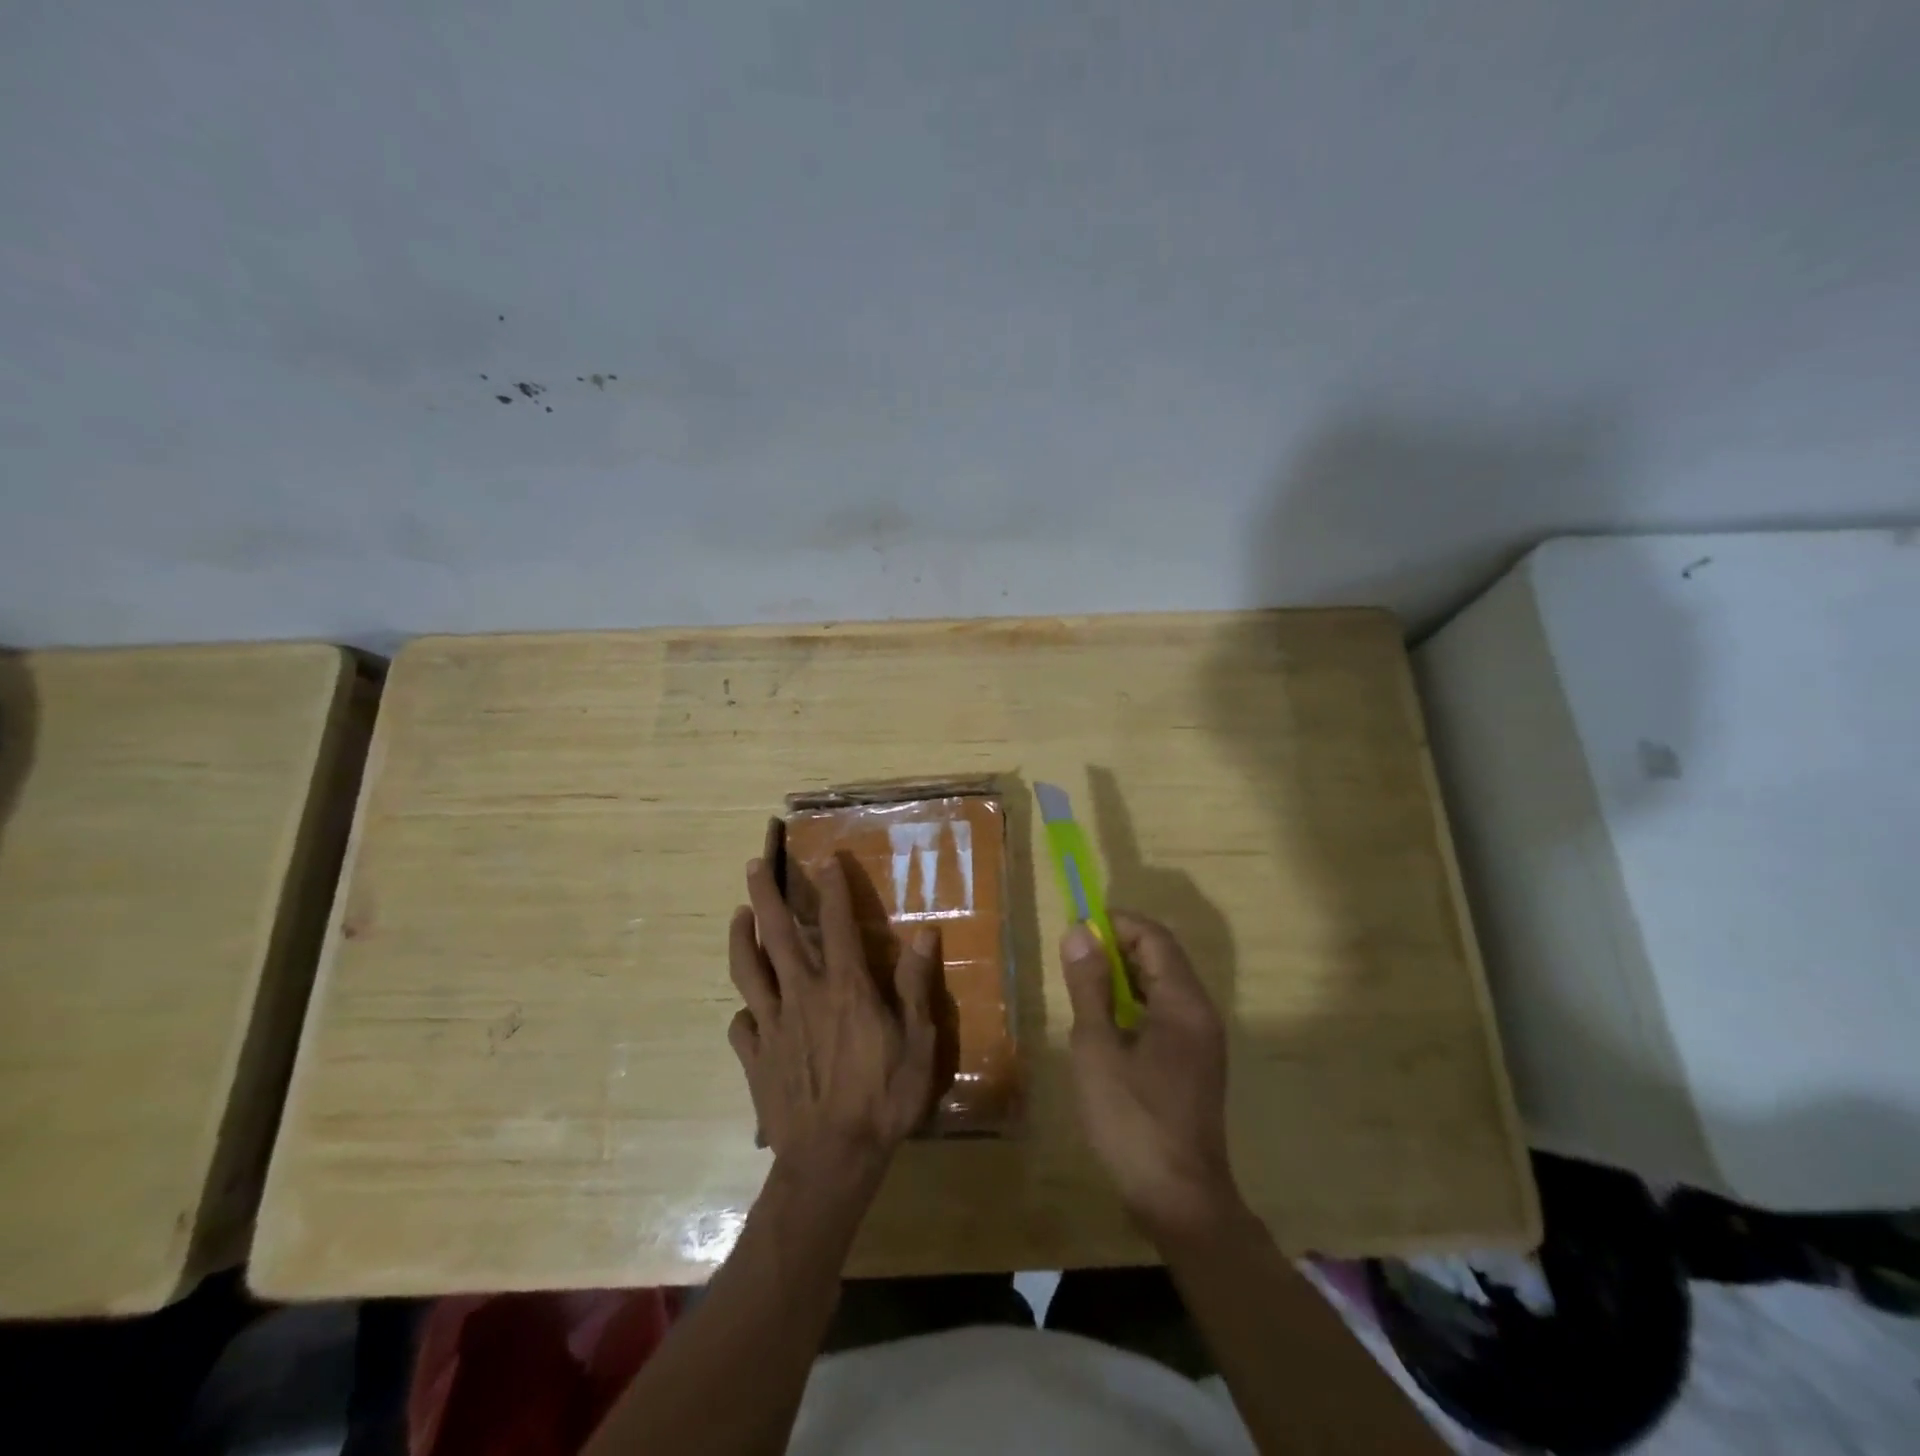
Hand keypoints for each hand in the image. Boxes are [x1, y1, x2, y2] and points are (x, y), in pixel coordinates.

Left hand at [729, 847, 939, 1185]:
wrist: (831, 1161)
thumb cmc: (883, 1099)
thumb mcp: (917, 1043)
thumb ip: (916, 987)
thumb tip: (925, 934)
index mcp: (844, 988)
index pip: (838, 924)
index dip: (832, 889)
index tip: (825, 860)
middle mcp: (802, 994)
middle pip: (777, 934)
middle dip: (764, 895)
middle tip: (752, 865)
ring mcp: (773, 1025)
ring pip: (748, 970)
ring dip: (741, 937)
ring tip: (738, 914)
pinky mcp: (755, 1057)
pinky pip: (741, 1024)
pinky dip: (743, 1008)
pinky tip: (745, 1008)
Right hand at [1061, 912, 1240, 1237]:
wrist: (1180, 1201)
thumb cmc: (1133, 1120)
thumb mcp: (1098, 1048)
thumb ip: (1089, 987)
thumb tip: (1079, 932)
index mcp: (1183, 1003)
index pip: (1154, 937)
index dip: (1116, 923)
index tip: (1076, 929)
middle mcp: (1200, 1012)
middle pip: (1162, 957)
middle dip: (1118, 947)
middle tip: (1074, 959)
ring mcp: (1201, 1040)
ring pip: (1163, 985)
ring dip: (1125, 976)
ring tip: (1084, 988)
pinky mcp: (1194, 1064)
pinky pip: (1166, 1013)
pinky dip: (1136, 1004)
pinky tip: (1107, 1026)